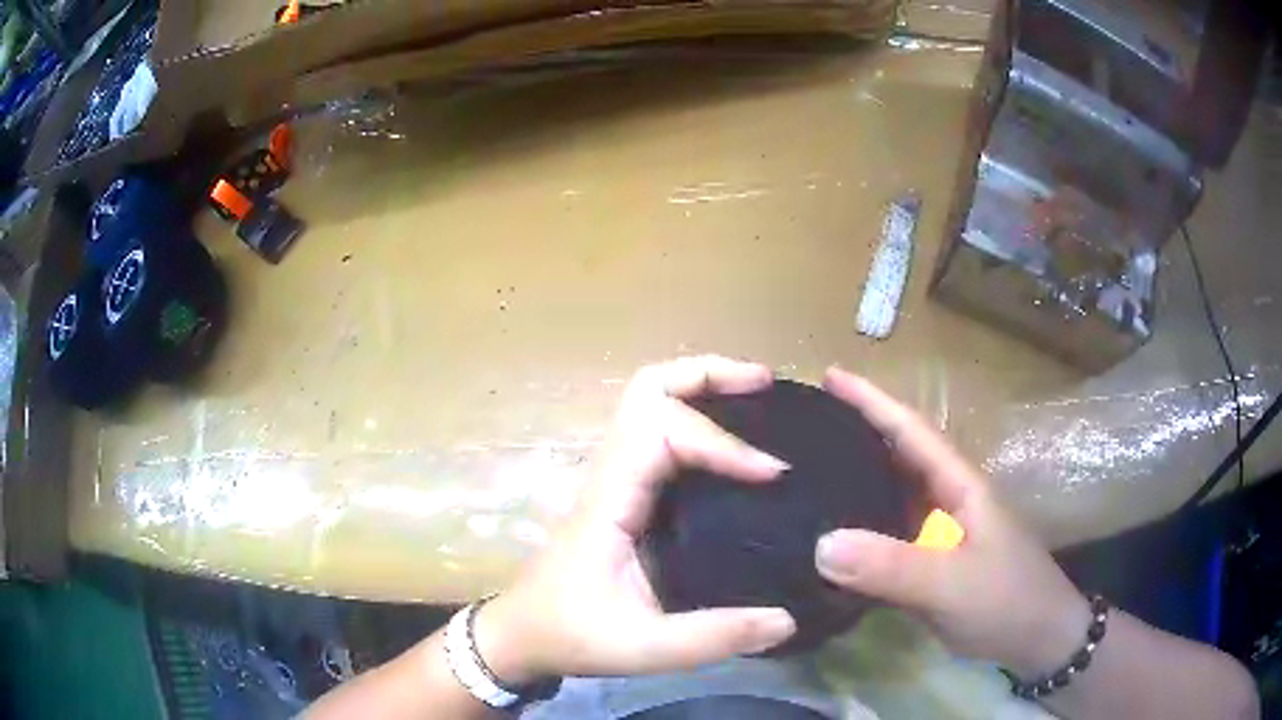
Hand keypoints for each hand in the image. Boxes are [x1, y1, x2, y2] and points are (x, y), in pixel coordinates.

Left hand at [475, 356, 797, 683]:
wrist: (523, 633)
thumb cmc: (571, 634)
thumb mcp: (643, 648)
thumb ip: (713, 637)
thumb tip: (787, 620)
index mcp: (610, 501)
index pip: (662, 434)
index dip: (721, 442)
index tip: (772, 473)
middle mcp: (611, 475)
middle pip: (648, 390)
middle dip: (708, 375)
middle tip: (765, 385)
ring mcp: (615, 479)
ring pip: (650, 403)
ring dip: (703, 390)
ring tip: (759, 400)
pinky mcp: (624, 493)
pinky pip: (659, 436)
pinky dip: (698, 420)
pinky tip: (735, 447)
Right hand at [814, 367, 1089, 677]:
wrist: (1037, 640)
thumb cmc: (1006, 600)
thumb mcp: (951, 584)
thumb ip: (891, 566)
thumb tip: (820, 543)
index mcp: (958, 485)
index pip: (910, 430)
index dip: (871, 400)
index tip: (829, 375)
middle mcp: (946, 502)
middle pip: (897, 457)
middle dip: (855, 433)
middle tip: (801, 427)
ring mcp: (938, 538)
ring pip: (890, 500)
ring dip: (853, 484)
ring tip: (807, 475)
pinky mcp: (929, 569)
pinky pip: (885, 542)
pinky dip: (858, 534)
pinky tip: (831, 540)